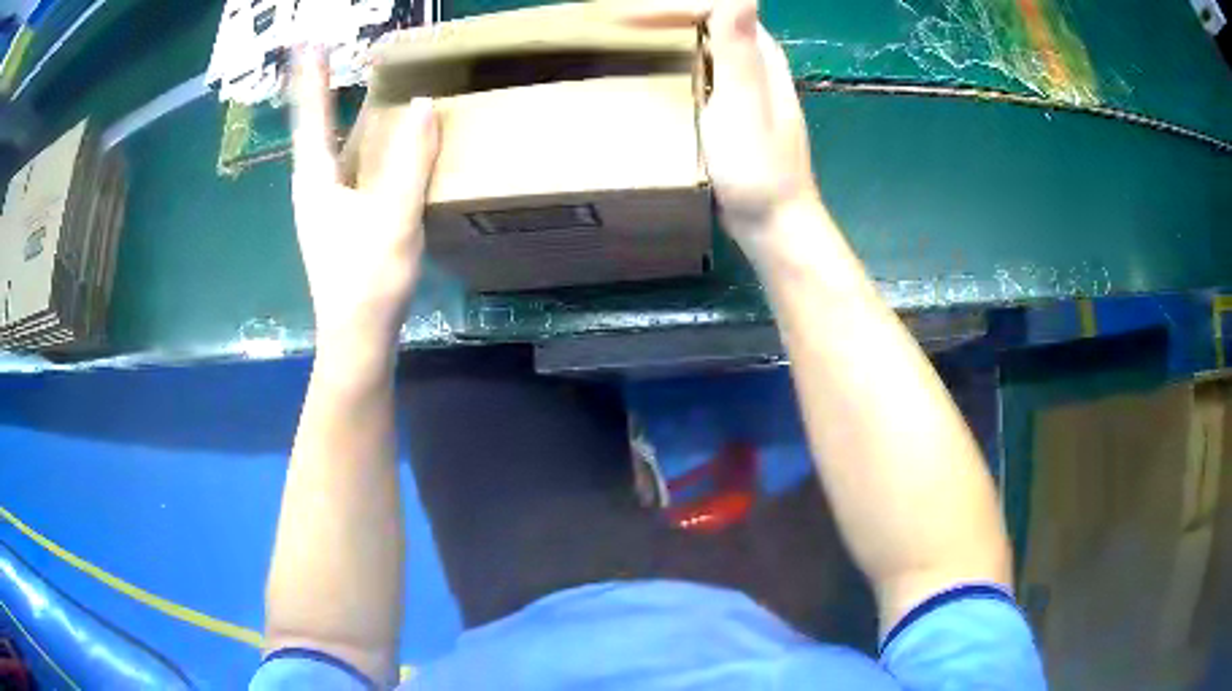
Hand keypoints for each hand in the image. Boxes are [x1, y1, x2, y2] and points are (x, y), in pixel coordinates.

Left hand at [291, 47, 440, 349]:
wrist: (357, 336)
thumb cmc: (369, 277)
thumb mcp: (395, 215)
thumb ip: (411, 159)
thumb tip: (424, 105)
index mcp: (317, 179)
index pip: (314, 115)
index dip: (314, 78)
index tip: (312, 45)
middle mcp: (312, 188)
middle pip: (315, 128)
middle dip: (320, 92)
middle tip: (330, 59)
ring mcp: (321, 207)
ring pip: (328, 149)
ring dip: (335, 116)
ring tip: (348, 89)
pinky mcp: (335, 222)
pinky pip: (342, 168)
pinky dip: (352, 144)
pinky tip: (368, 145)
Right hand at [612, 0, 819, 242]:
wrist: (774, 225)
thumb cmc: (757, 168)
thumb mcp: (743, 104)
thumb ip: (738, 48)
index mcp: (760, 56)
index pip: (714, 7)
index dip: (670, 5)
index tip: (625, 17)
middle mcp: (756, 65)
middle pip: (709, 22)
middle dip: (664, 16)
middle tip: (618, 24)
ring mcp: (746, 89)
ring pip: (704, 46)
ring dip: (667, 38)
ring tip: (626, 43)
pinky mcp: (734, 112)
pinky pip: (701, 73)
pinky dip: (674, 66)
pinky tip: (652, 79)